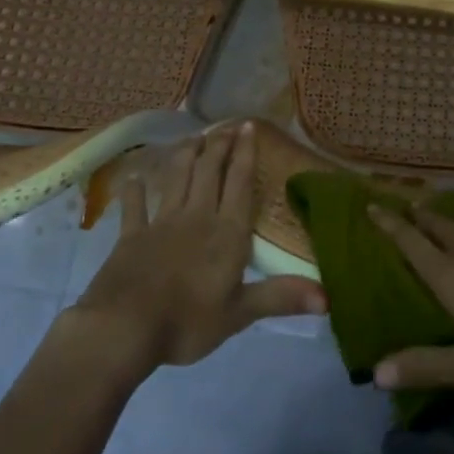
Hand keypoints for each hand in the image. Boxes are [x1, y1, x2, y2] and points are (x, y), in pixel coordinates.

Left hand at [70, 122, 324, 369]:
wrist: (124, 328)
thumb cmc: (188, 322)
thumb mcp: (240, 314)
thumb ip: (281, 297)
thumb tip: (329, 297)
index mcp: (227, 232)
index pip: (240, 183)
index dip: (245, 153)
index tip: (247, 127)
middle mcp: (197, 216)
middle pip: (210, 171)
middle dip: (219, 146)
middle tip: (225, 125)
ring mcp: (162, 223)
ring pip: (177, 178)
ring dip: (186, 156)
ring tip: (193, 138)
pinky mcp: (132, 236)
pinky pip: (135, 207)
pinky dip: (135, 192)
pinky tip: (134, 179)